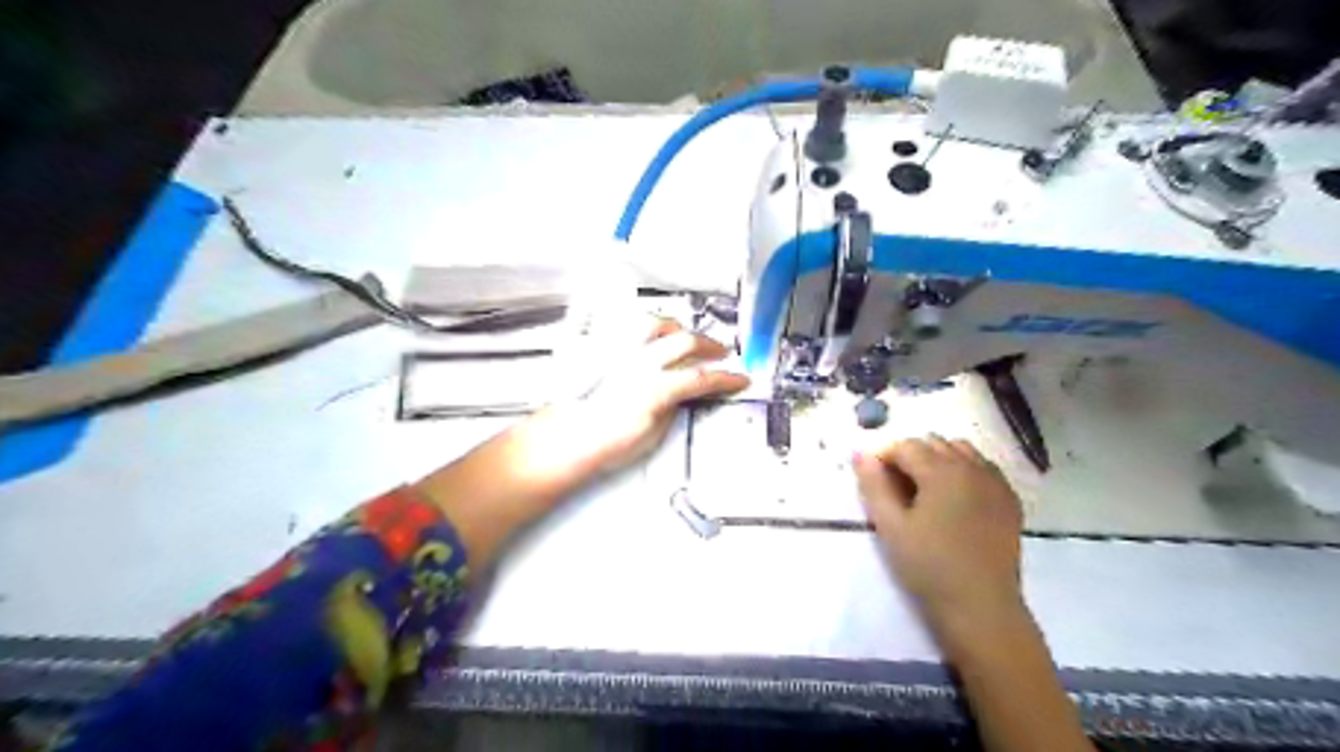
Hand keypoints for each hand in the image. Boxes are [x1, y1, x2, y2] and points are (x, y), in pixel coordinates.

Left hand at [560, 317, 750, 472]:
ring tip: (684, 334)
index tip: (739, 379)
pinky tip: (647, 331)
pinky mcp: (600, 348)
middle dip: (709, 346)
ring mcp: (617, 350)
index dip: (727, 378)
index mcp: (656, 387)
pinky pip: (623, 325)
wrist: (563, 439)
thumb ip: (671, 408)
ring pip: (654, 323)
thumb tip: (682, 395)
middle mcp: (638, 361)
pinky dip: (642, 326)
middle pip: (684, 341)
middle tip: (720, 353)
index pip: (702, 377)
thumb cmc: (603, 444)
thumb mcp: (651, 436)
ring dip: (676, 327)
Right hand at [859, 436, 1027, 632]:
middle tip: (897, 489)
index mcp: (942, 471)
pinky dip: (965, 471)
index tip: (874, 481)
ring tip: (926, 491)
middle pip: (934, 442)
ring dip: (939, 459)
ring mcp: (996, 483)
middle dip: (911, 456)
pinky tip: (955, 499)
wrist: (981, 608)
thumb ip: (873, 485)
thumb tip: (861, 454)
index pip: (906, 446)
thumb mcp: (891, 527)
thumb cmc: (929, 567)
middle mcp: (972, 468)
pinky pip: (984, 468)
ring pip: (961, 450)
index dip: (884, 458)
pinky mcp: (1010, 500)